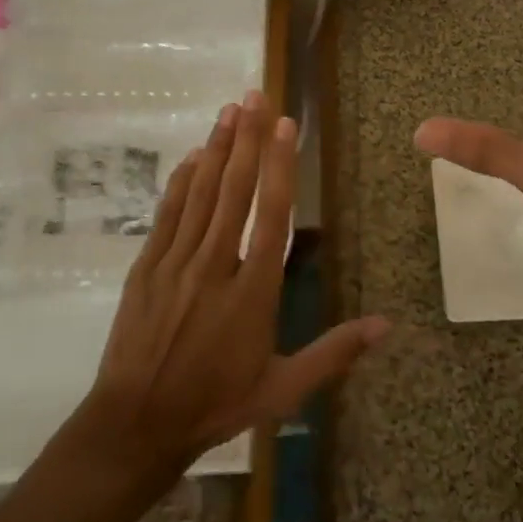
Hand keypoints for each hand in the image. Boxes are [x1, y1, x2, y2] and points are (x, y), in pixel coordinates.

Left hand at [86, 92, 389, 472]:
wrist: (136, 425)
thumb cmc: (215, 404)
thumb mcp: (282, 389)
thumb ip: (333, 353)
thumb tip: (386, 326)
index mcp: (252, 292)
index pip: (270, 216)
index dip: (280, 166)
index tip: (284, 126)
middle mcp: (214, 266)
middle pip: (234, 191)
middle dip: (247, 139)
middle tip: (255, 96)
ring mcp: (175, 263)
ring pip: (200, 194)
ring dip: (217, 149)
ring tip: (229, 111)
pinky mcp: (145, 268)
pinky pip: (166, 215)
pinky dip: (180, 182)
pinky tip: (192, 156)